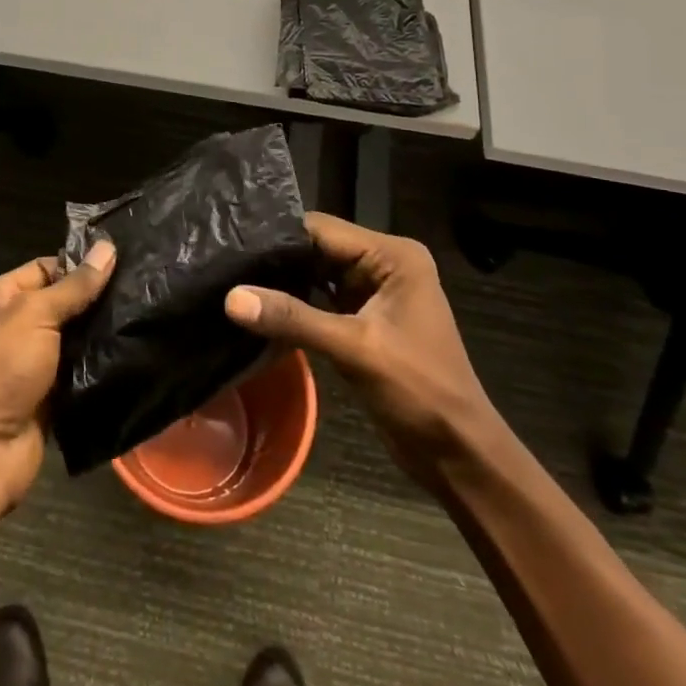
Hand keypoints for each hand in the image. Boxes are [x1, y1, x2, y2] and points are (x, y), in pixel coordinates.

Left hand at [0, 240, 115, 512]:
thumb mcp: (35, 315)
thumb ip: (74, 286)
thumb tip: (107, 247)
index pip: (42, 268)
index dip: (77, 266)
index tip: (120, 263)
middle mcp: (5, 327)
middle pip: (58, 304)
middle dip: (92, 301)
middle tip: (139, 290)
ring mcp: (24, 365)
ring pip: (69, 340)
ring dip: (97, 335)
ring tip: (140, 318)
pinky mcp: (42, 398)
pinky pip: (74, 373)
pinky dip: (95, 368)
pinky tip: (129, 353)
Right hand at [224, 213, 495, 479]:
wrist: (459, 456)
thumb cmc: (419, 393)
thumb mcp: (354, 350)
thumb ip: (292, 318)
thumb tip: (231, 297)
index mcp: (393, 255)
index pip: (323, 229)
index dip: (278, 237)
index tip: (231, 243)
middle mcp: (384, 263)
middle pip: (318, 248)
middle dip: (277, 260)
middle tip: (225, 263)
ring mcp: (375, 291)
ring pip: (316, 274)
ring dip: (283, 282)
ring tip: (232, 280)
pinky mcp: (364, 318)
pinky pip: (321, 300)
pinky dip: (295, 305)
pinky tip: (258, 308)